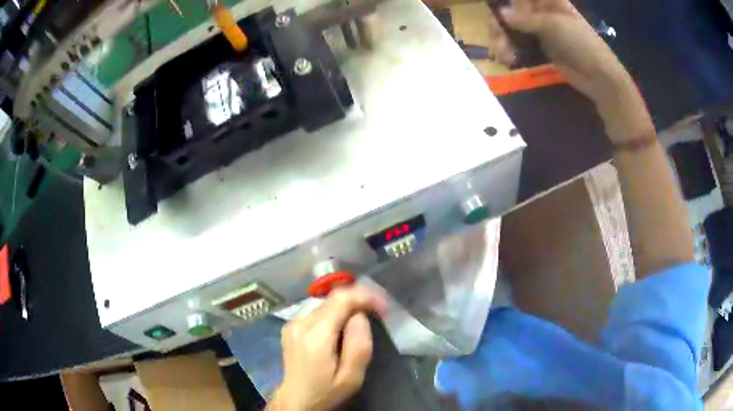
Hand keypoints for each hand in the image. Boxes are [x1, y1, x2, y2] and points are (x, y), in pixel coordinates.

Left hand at [268, 287, 385, 410]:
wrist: (297, 399)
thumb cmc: (327, 391)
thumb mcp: (352, 377)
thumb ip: (359, 345)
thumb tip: (360, 316)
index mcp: (316, 336)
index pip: (341, 299)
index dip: (365, 296)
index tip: (382, 307)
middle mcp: (301, 323)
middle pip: (333, 299)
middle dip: (358, 301)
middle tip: (377, 313)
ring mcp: (293, 323)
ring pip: (325, 303)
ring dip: (345, 307)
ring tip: (360, 322)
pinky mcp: (290, 326)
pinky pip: (316, 311)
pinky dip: (332, 313)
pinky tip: (340, 329)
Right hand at [487, 0, 627, 101]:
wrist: (598, 77)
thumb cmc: (581, 43)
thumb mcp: (554, 25)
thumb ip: (526, 18)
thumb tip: (499, 13)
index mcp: (547, 1)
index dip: (505, 2)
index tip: (495, 10)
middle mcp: (539, 11)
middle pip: (509, 10)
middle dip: (499, 23)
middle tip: (496, 36)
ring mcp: (538, 30)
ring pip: (510, 28)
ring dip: (501, 40)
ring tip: (502, 55)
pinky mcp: (539, 48)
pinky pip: (517, 45)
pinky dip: (509, 51)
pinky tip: (507, 60)